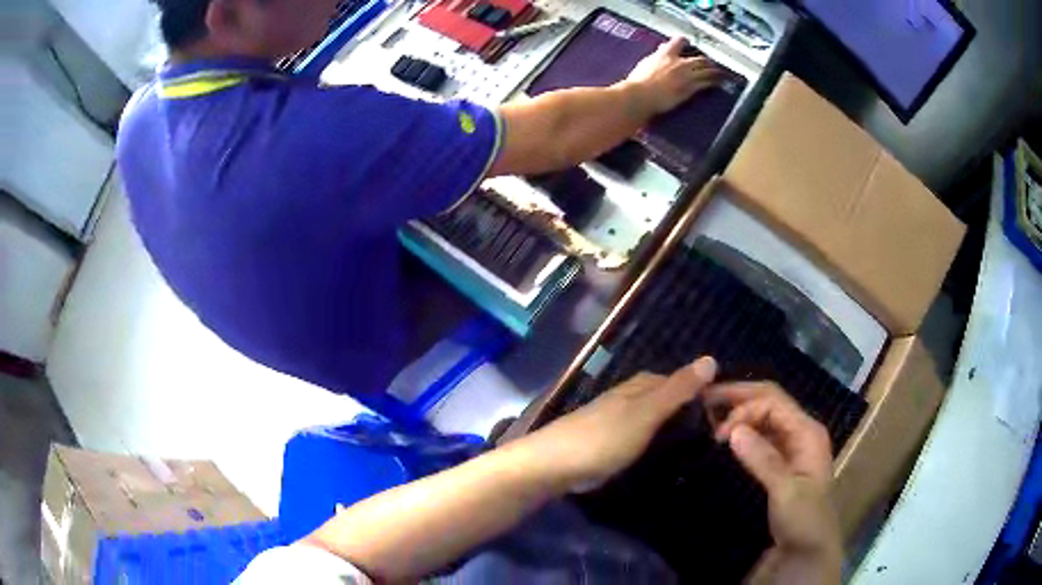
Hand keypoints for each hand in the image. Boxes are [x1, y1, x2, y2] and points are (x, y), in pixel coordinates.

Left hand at [523, 357, 717, 491]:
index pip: (676, 379)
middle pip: (662, 395)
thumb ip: (677, 390)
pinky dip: (652, 437)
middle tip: (712, 427)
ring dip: (668, 422)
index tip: (722, 407)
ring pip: (649, 414)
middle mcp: (626, 397)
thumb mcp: (646, 413)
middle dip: (684, 405)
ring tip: (693, 440)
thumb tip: (711, 359)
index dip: (698, 388)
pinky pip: (637, 432)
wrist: (554, 464)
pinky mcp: (605, 441)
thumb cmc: (604, 437)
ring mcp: (613, 419)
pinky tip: (659, 450)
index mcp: (638, 386)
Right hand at [625, 37, 720, 113]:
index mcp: (665, 55)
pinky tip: (718, 84)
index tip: (688, 42)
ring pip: (706, 70)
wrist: (641, 95)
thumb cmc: (638, 82)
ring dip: (715, 72)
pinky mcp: (690, 88)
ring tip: (720, 74)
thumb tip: (661, 50)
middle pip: (699, 58)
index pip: (678, 41)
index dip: (684, 41)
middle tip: (711, 63)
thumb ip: (656, 56)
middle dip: (707, 60)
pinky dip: (714, 82)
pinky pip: (706, 83)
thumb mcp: (645, 64)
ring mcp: (686, 76)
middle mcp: (678, 63)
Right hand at [702, 382, 841, 584]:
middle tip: (705, 399)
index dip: (744, 408)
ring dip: (740, 414)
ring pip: (764, 418)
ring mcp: (792, 447)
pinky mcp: (781, 462)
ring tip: (710, 416)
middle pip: (770, 402)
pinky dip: (743, 432)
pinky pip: (761, 437)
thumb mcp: (785, 492)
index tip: (717, 433)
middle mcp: (801, 432)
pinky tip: (726, 437)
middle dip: (739, 398)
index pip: (773, 402)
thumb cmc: (803, 521)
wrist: (809, 550)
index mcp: (808, 432)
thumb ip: (763, 460)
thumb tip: (732, 430)